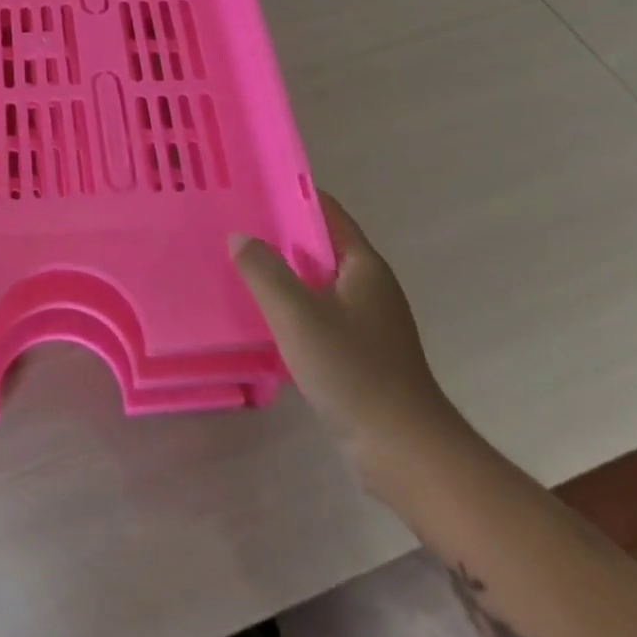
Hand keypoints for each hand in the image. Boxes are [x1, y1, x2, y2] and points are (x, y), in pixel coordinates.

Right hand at [232, 192, 466, 490]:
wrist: (403, 448)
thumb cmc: (352, 369)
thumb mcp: (298, 313)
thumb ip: (264, 270)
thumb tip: (240, 236)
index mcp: (363, 265)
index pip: (327, 212)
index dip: (291, 195)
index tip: (252, 188)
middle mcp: (369, 285)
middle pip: (320, 245)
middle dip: (280, 234)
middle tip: (234, 226)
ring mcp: (367, 320)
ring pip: (317, 282)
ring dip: (283, 272)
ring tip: (239, 265)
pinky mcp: (360, 351)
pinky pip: (319, 313)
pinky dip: (292, 306)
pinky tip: (263, 315)